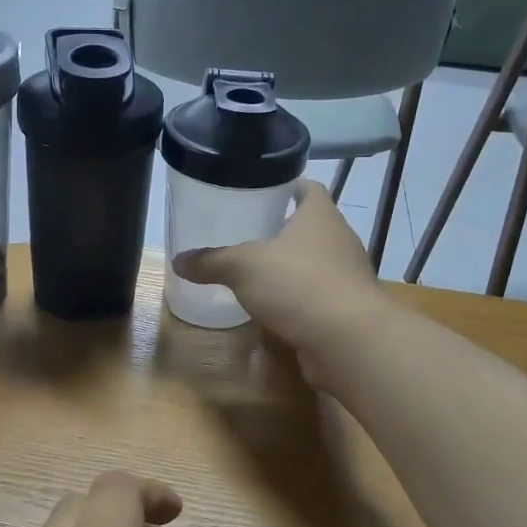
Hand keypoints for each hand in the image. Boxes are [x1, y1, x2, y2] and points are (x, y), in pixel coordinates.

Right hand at [172, 181, 388, 371]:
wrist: (348, 339)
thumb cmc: (298, 284)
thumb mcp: (243, 267)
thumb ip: (212, 261)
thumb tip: (178, 261)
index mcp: (320, 216)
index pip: (308, 188)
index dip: (287, 186)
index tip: (263, 190)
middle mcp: (339, 240)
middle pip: (311, 227)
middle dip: (283, 230)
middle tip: (248, 233)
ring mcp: (346, 276)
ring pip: (314, 263)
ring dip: (291, 267)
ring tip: (256, 272)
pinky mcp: (346, 309)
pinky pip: (317, 296)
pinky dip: (297, 299)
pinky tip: (273, 309)